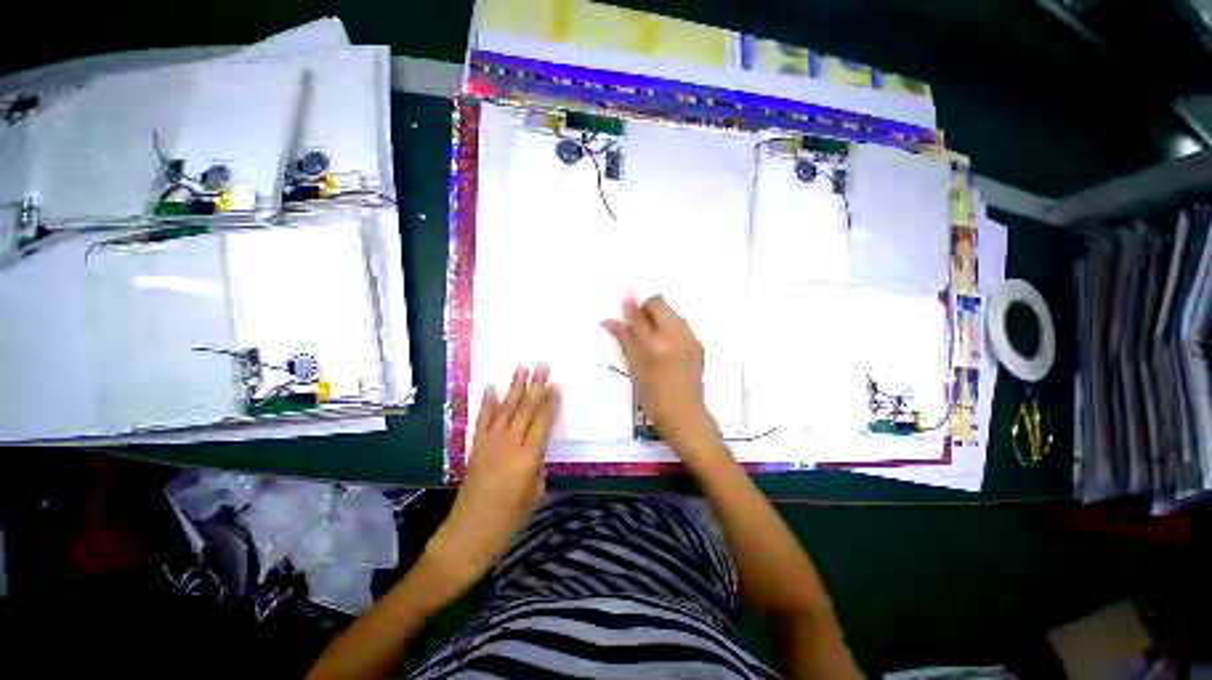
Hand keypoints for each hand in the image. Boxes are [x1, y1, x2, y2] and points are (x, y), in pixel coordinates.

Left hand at [427, 365, 559, 585]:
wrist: (468, 534)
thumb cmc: (508, 520)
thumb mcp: (535, 493)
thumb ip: (538, 465)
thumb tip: (537, 447)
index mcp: (528, 458)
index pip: (543, 422)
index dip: (550, 402)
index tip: (555, 384)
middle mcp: (509, 444)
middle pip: (525, 409)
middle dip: (536, 385)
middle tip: (543, 365)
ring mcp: (490, 443)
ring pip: (505, 408)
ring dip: (514, 387)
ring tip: (522, 367)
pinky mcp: (476, 446)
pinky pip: (483, 419)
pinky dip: (487, 402)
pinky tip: (491, 387)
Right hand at [602, 296, 720, 454]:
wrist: (685, 413)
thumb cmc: (653, 396)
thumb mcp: (635, 367)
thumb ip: (624, 339)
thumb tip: (609, 320)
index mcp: (655, 344)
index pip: (639, 315)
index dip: (630, 307)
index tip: (624, 301)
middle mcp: (675, 335)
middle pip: (659, 304)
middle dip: (646, 308)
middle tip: (637, 323)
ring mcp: (690, 338)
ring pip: (672, 312)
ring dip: (659, 316)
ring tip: (652, 335)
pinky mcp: (698, 344)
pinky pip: (681, 325)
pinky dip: (670, 327)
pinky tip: (666, 344)